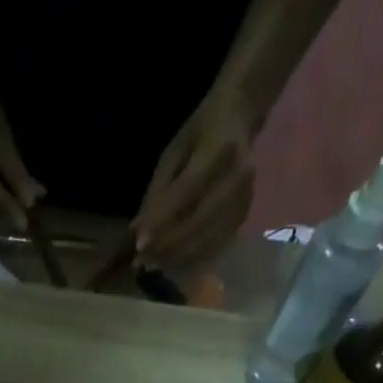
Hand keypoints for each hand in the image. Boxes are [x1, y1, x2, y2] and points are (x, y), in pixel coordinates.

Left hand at [133, 88, 256, 268]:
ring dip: (177, 257)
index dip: (162, 221)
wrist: (241, 117)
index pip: (187, 192)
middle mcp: (237, 176)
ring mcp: (245, 197)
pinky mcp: (245, 214)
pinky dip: (192, 258)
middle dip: (167, 246)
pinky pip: (216, 245)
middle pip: (199, 222)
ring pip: (207, 239)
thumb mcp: (174, 152)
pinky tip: (172, 263)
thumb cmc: (201, 131)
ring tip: (152, 266)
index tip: (139, 245)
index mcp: (218, 149)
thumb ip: (157, 191)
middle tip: (141, 262)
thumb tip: (137, 230)